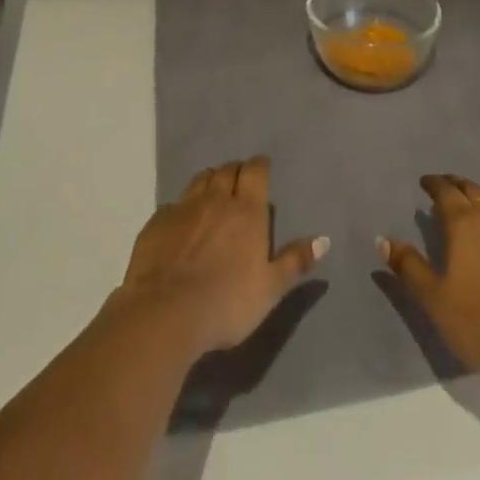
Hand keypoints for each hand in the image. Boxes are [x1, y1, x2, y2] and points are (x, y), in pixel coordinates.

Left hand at [113, 155, 326, 357]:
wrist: (165, 313)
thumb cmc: (227, 302)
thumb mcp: (270, 288)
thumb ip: (295, 261)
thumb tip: (323, 239)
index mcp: (246, 209)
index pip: (255, 170)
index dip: (259, 166)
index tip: (262, 169)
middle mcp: (215, 198)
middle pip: (227, 170)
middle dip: (235, 171)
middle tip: (240, 182)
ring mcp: (183, 208)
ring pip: (200, 180)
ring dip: (210, 181)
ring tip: (213, 193)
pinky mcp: (156, 223)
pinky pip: (173, 204)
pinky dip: (182, 207)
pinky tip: (182, 223)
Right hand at [379, 174, 479, 385]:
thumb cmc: (477, 320)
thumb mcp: (433, 297)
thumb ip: (408, 266)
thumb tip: (383, 239)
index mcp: (463, 223)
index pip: (446, 191)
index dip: (434, 183)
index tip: (424, 182)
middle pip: (472, 190)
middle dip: (455, 184)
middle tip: (444, 185)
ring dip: (477, 197)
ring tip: (467, 204)